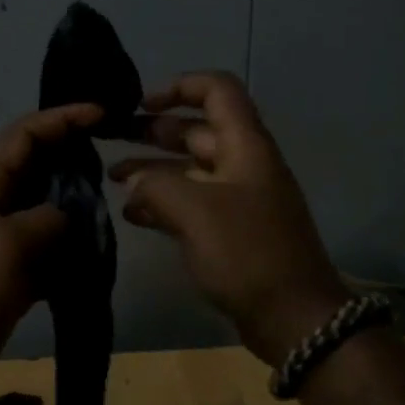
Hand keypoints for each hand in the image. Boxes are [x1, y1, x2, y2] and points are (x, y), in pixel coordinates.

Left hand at [0, 103, 103, 400]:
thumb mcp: (7, 243)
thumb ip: (47, 220)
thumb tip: (69, 218)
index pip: (25, 134)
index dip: (62, 118)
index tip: (102, 114)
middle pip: (39, 168)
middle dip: (74, 160)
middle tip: (116, 162)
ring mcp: (2, 240)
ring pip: (47, 211)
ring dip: (77, 209)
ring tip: (114, 209)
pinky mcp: (12, 273)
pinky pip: (48, 250)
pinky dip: (71, 250)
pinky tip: (98, 254)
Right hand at [111, 72, 346, 366]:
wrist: (293, 317)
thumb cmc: (247, 253)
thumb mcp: (195, 210)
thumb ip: (156, 186)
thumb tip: (135, 183)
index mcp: (245, 146)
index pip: (217, 90)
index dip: (179, 87)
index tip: (140, 103)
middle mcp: (243, 165)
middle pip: (197, 131)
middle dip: (153, 130)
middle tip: (111, 138)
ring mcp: (238, 199)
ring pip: (190, 170)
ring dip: (152, 169)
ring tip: (112, 178)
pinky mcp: (231, 231)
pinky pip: (193, 203)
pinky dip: (163, 202)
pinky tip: (133, 214)